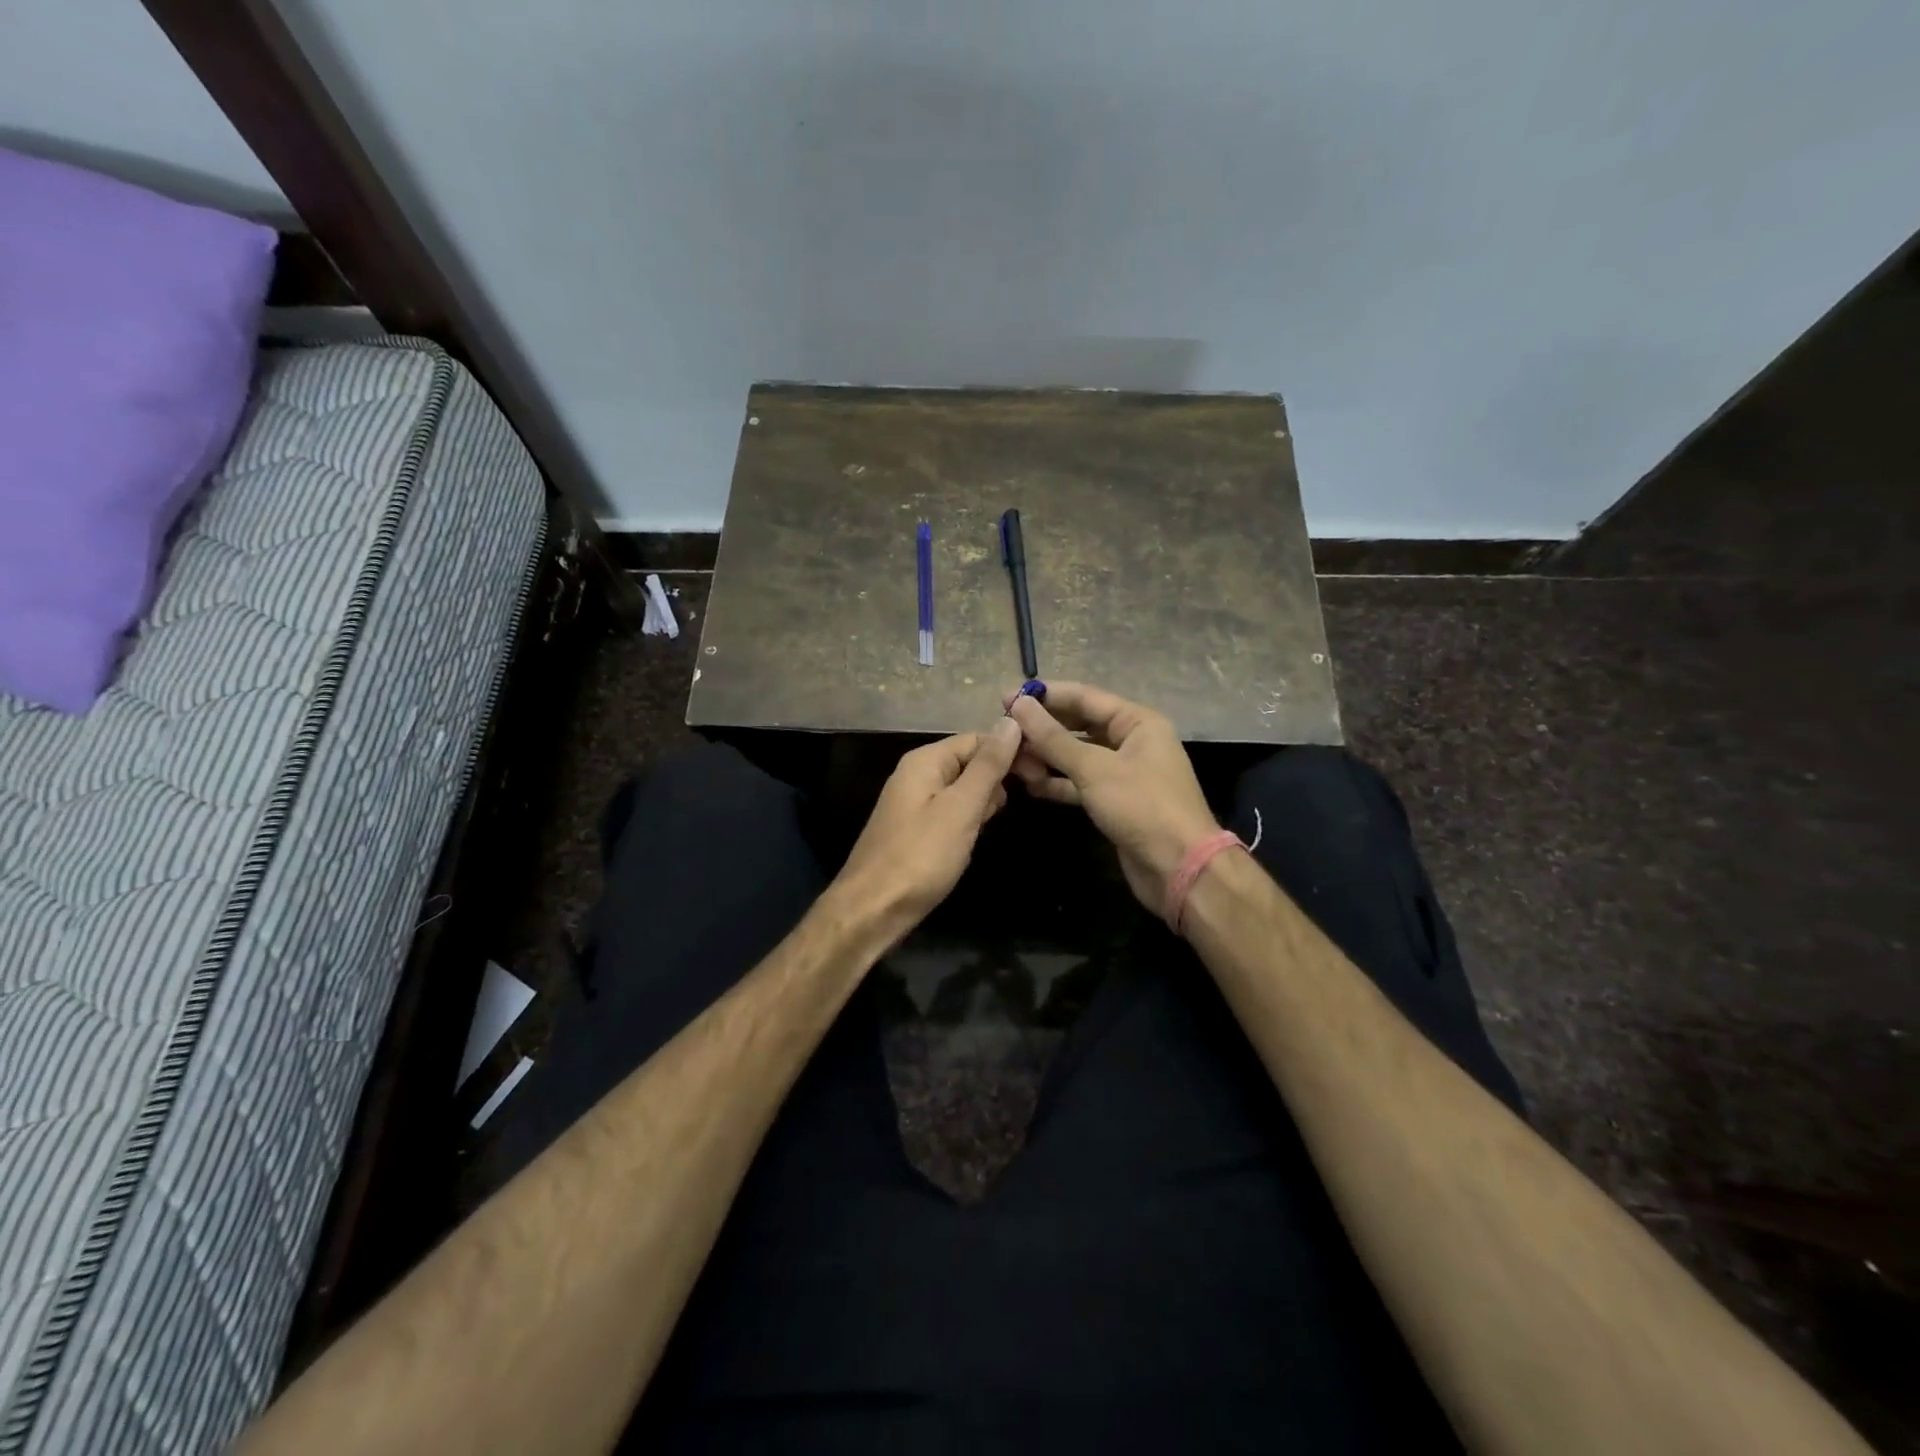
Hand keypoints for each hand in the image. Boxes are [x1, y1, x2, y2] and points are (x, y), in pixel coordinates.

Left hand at [834, 718, 1023, 932]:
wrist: (872, 910)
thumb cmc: (920, 856)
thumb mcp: (961, 808)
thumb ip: (988, 766)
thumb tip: (1011, 721)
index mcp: (925, 761)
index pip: (977, 738)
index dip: (1011, 750)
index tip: (1042, 771)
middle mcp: (917, 774)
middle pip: (969, 760)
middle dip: (1000, 774)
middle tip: (1033, 794)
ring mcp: (914, 802)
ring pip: (963, 787)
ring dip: (987, 797)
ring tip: (1000, 818)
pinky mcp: (916, 828)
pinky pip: (951, 810)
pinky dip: (970, 817)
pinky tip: (979, 833)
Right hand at [1007, 682, 1218, 912]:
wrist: (1178, 869)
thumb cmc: (1142, 807)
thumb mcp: (1094, 768)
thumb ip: (1053, 738)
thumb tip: (1019, 705)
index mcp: (1137, 722)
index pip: (1084, 697)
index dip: (1045, 696)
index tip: (1005, 697)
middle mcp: (1132, 741)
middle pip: (1079, 725)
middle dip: (1043, 727)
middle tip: (1004, 729)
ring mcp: (1123, 773)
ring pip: (1077, 756)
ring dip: (1046, 757)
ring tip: (1011, 759)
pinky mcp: (1114, 802)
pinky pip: (1080, 782)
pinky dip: (1057, 782)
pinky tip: (1029, 784)